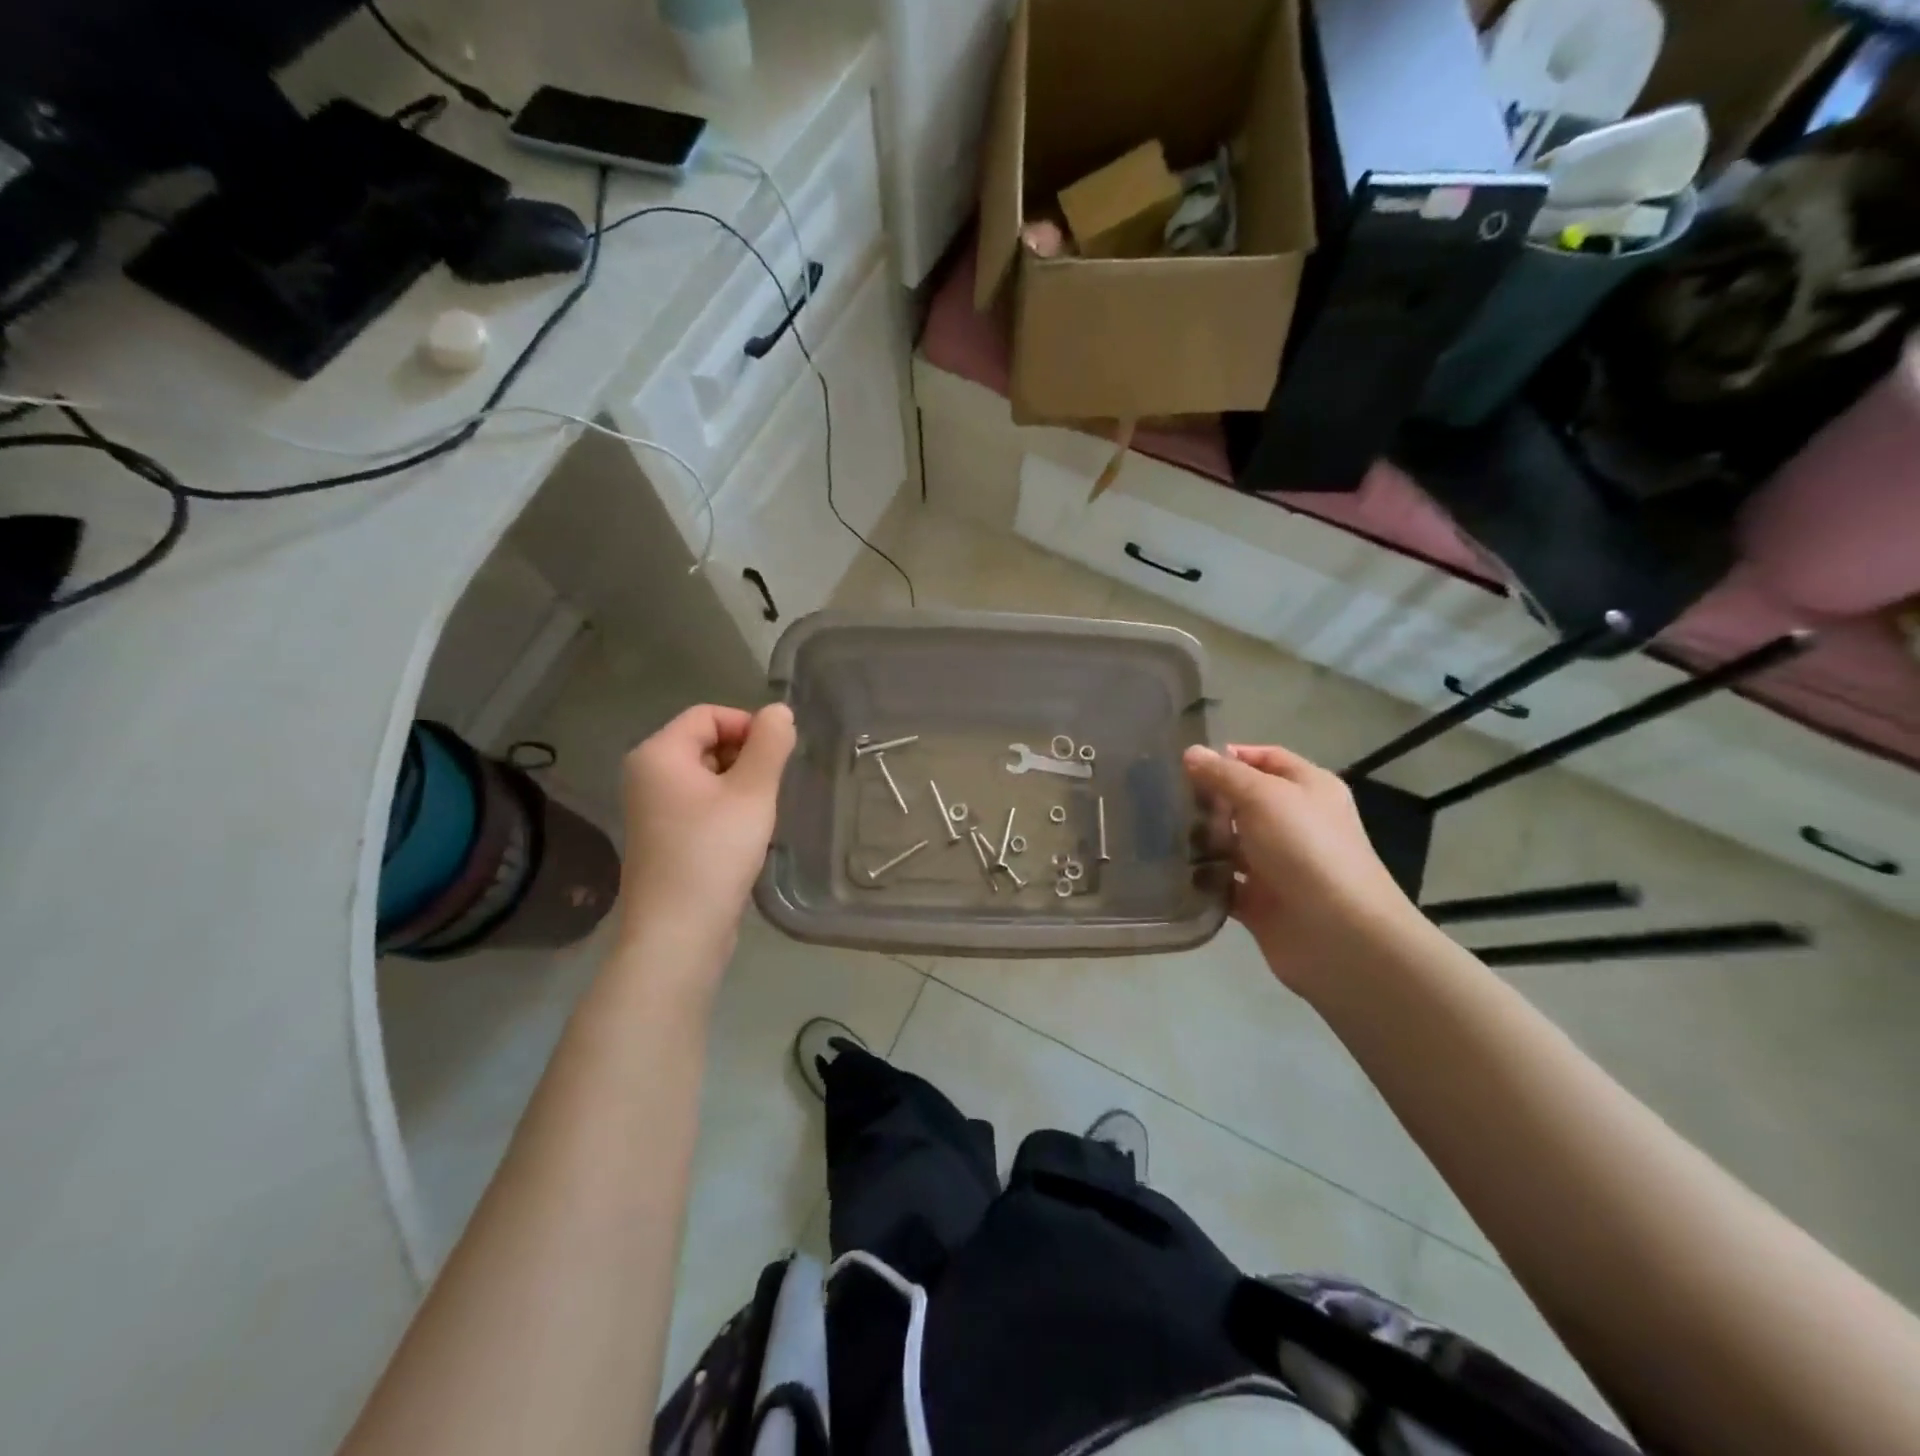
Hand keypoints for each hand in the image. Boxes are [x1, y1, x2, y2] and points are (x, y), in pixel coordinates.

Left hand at [617, 703, 795, 952]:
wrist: (678, 932)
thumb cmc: (715, 852)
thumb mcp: (753, 792)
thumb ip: (770, 745)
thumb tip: (779, 711)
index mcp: (658, 754)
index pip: (709, 715)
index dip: (748, 727)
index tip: (778, 758)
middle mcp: (645, 774)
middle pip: (705, 741)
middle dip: (745, 757)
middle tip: (770, 790)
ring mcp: (650, 808)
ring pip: (706, 775)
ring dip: (739, 785)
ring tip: (758, 815)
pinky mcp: (661, 835)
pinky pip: (698, 803)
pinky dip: (725, 808)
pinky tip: (742, 836)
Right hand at [1184, 743, 1419, 992]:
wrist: (1338, 935)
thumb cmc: (1306, 849)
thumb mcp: (1264, 796)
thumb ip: (1224, 774)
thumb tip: (1191, 752)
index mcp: (1308, 789)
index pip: (1266, 759)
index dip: (1230, 756)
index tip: (1187, 763)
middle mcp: (1294, 823)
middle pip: (1243, 801)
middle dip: (1207, 799)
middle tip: (1162, 797)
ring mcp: (1276, 864)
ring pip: (1230, 843)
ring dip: (1201, 839)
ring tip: (1158, 832)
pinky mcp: (1259, 901)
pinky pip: (1223, 883)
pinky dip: (1202, 879)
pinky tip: (1170, 870)